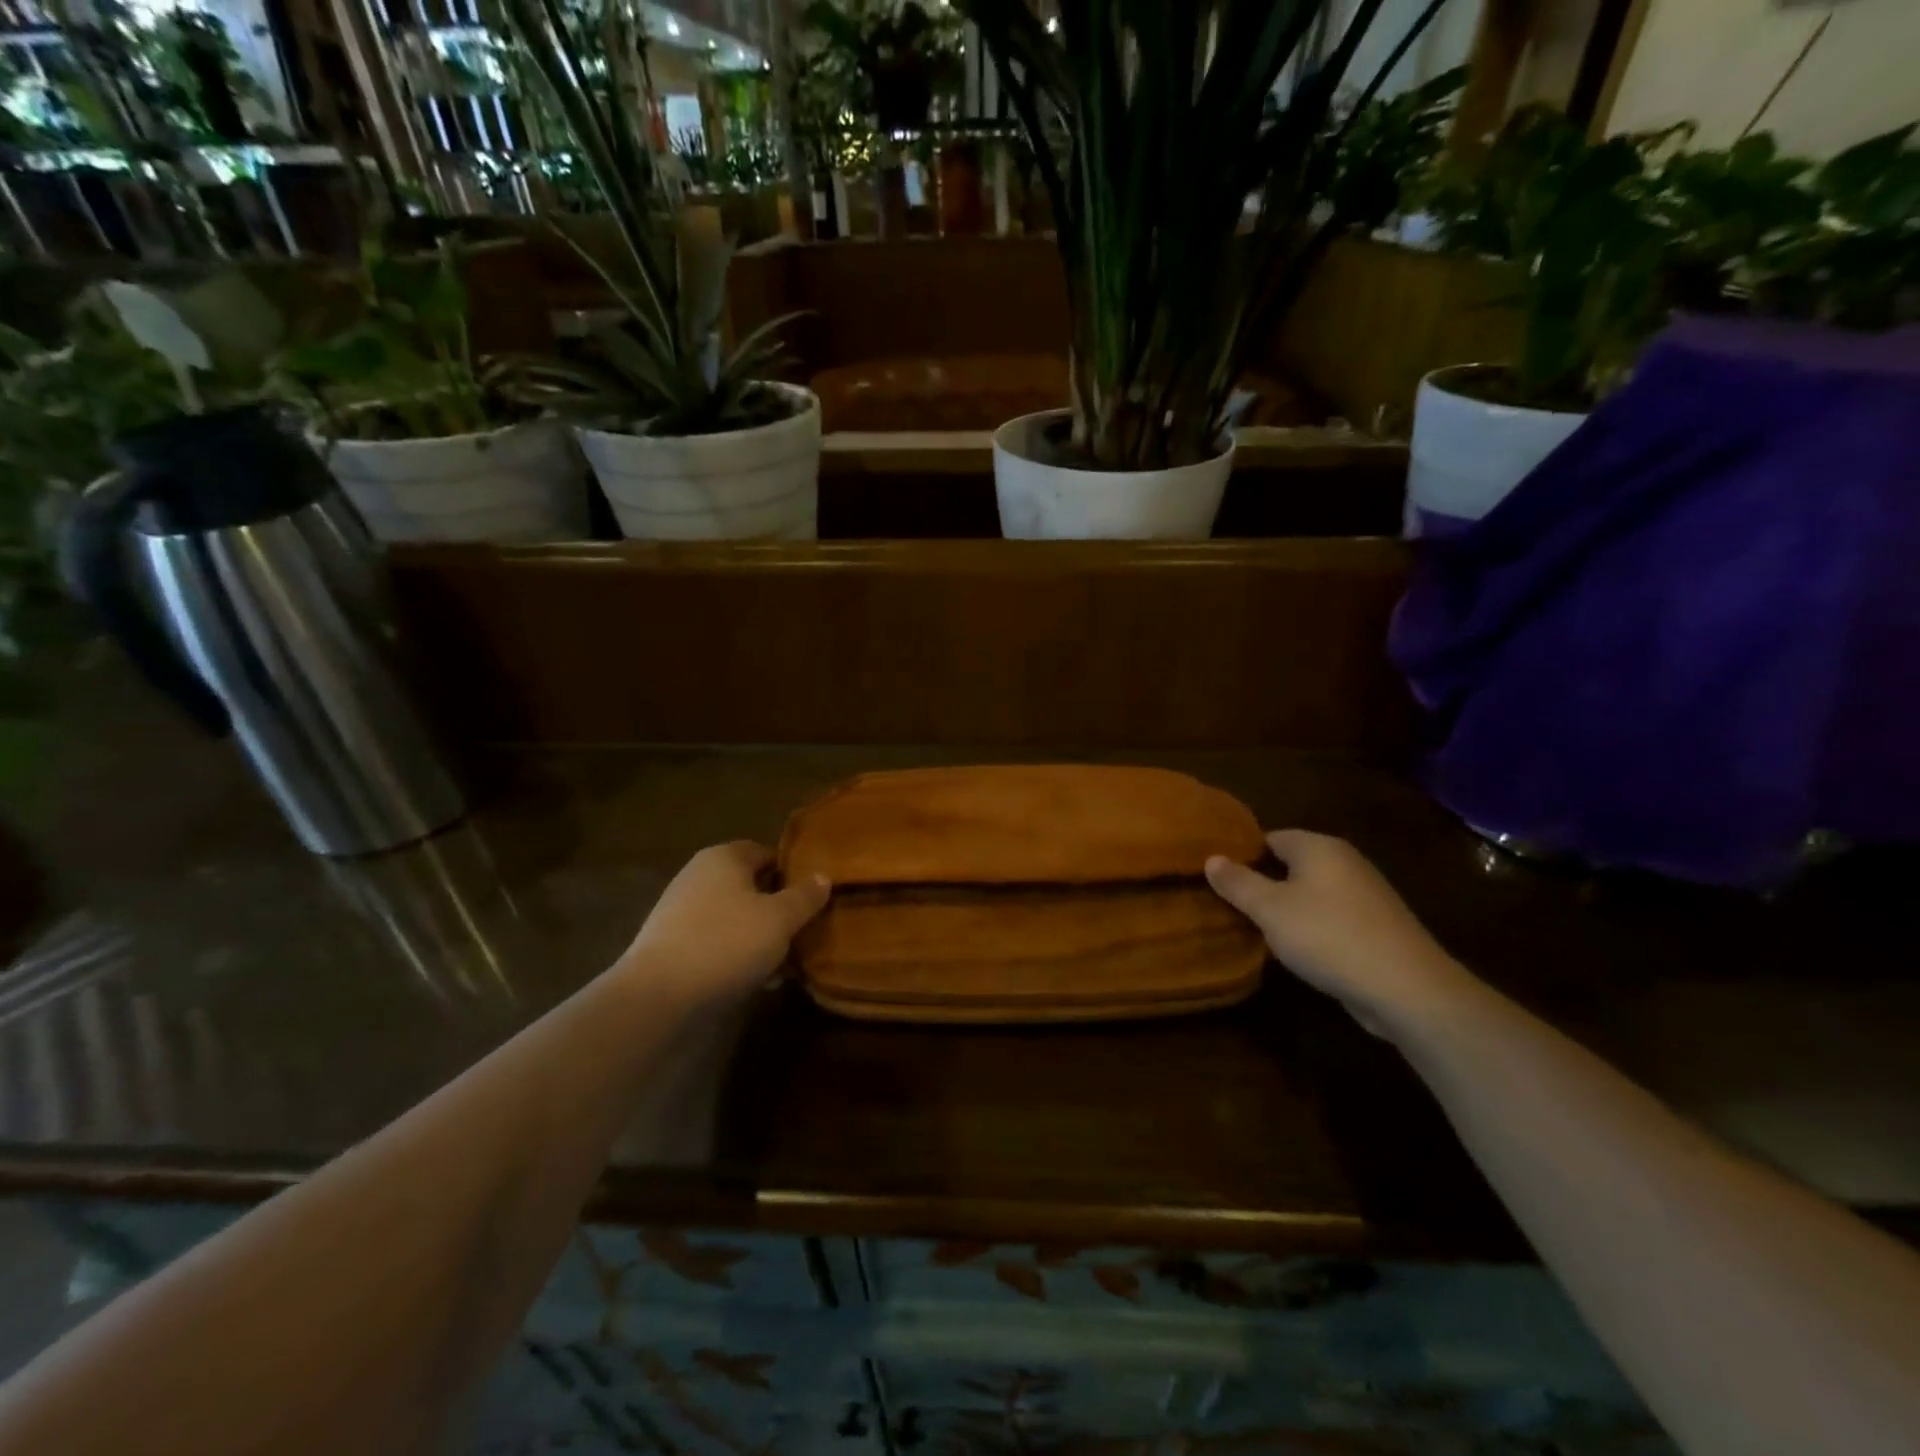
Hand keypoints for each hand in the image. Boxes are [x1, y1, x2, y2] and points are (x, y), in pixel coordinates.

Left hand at [618, 842, 830, 1002]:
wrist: (657, 996)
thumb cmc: (726, 943)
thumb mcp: (780, 919)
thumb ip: (805, 896)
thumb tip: (823, 876)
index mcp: (724, 857)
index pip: (768, 853)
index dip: (794, 872)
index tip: (815, 897)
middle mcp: (699, 876)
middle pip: (751, 887)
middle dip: (779, 909)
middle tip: (804, 932)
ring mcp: (681, 911)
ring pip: (735, 917)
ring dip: (761, 937)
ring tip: (785, 965)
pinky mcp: (671, 945)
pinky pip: (716, 941)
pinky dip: (737, 955)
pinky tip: (756, 980)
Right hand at [1206, 831, 1477, 1038]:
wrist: (1408, 989)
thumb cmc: (1328, 936)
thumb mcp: (1270, 909)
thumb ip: (1238, 883)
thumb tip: (1211, 858)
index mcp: (1319, 847)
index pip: (1270, 837)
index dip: (1242, 854)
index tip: (1217, 876)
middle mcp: (1345, 861)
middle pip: (1292, 864)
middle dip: (1263, 882)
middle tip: (1230, 904)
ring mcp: (1366, 894)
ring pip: (1312, 892)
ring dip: (1287, 908)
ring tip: (1256, 928)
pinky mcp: (1378, 927)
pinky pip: (1332, 916)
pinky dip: (1312, 927)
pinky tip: (1297, 950)